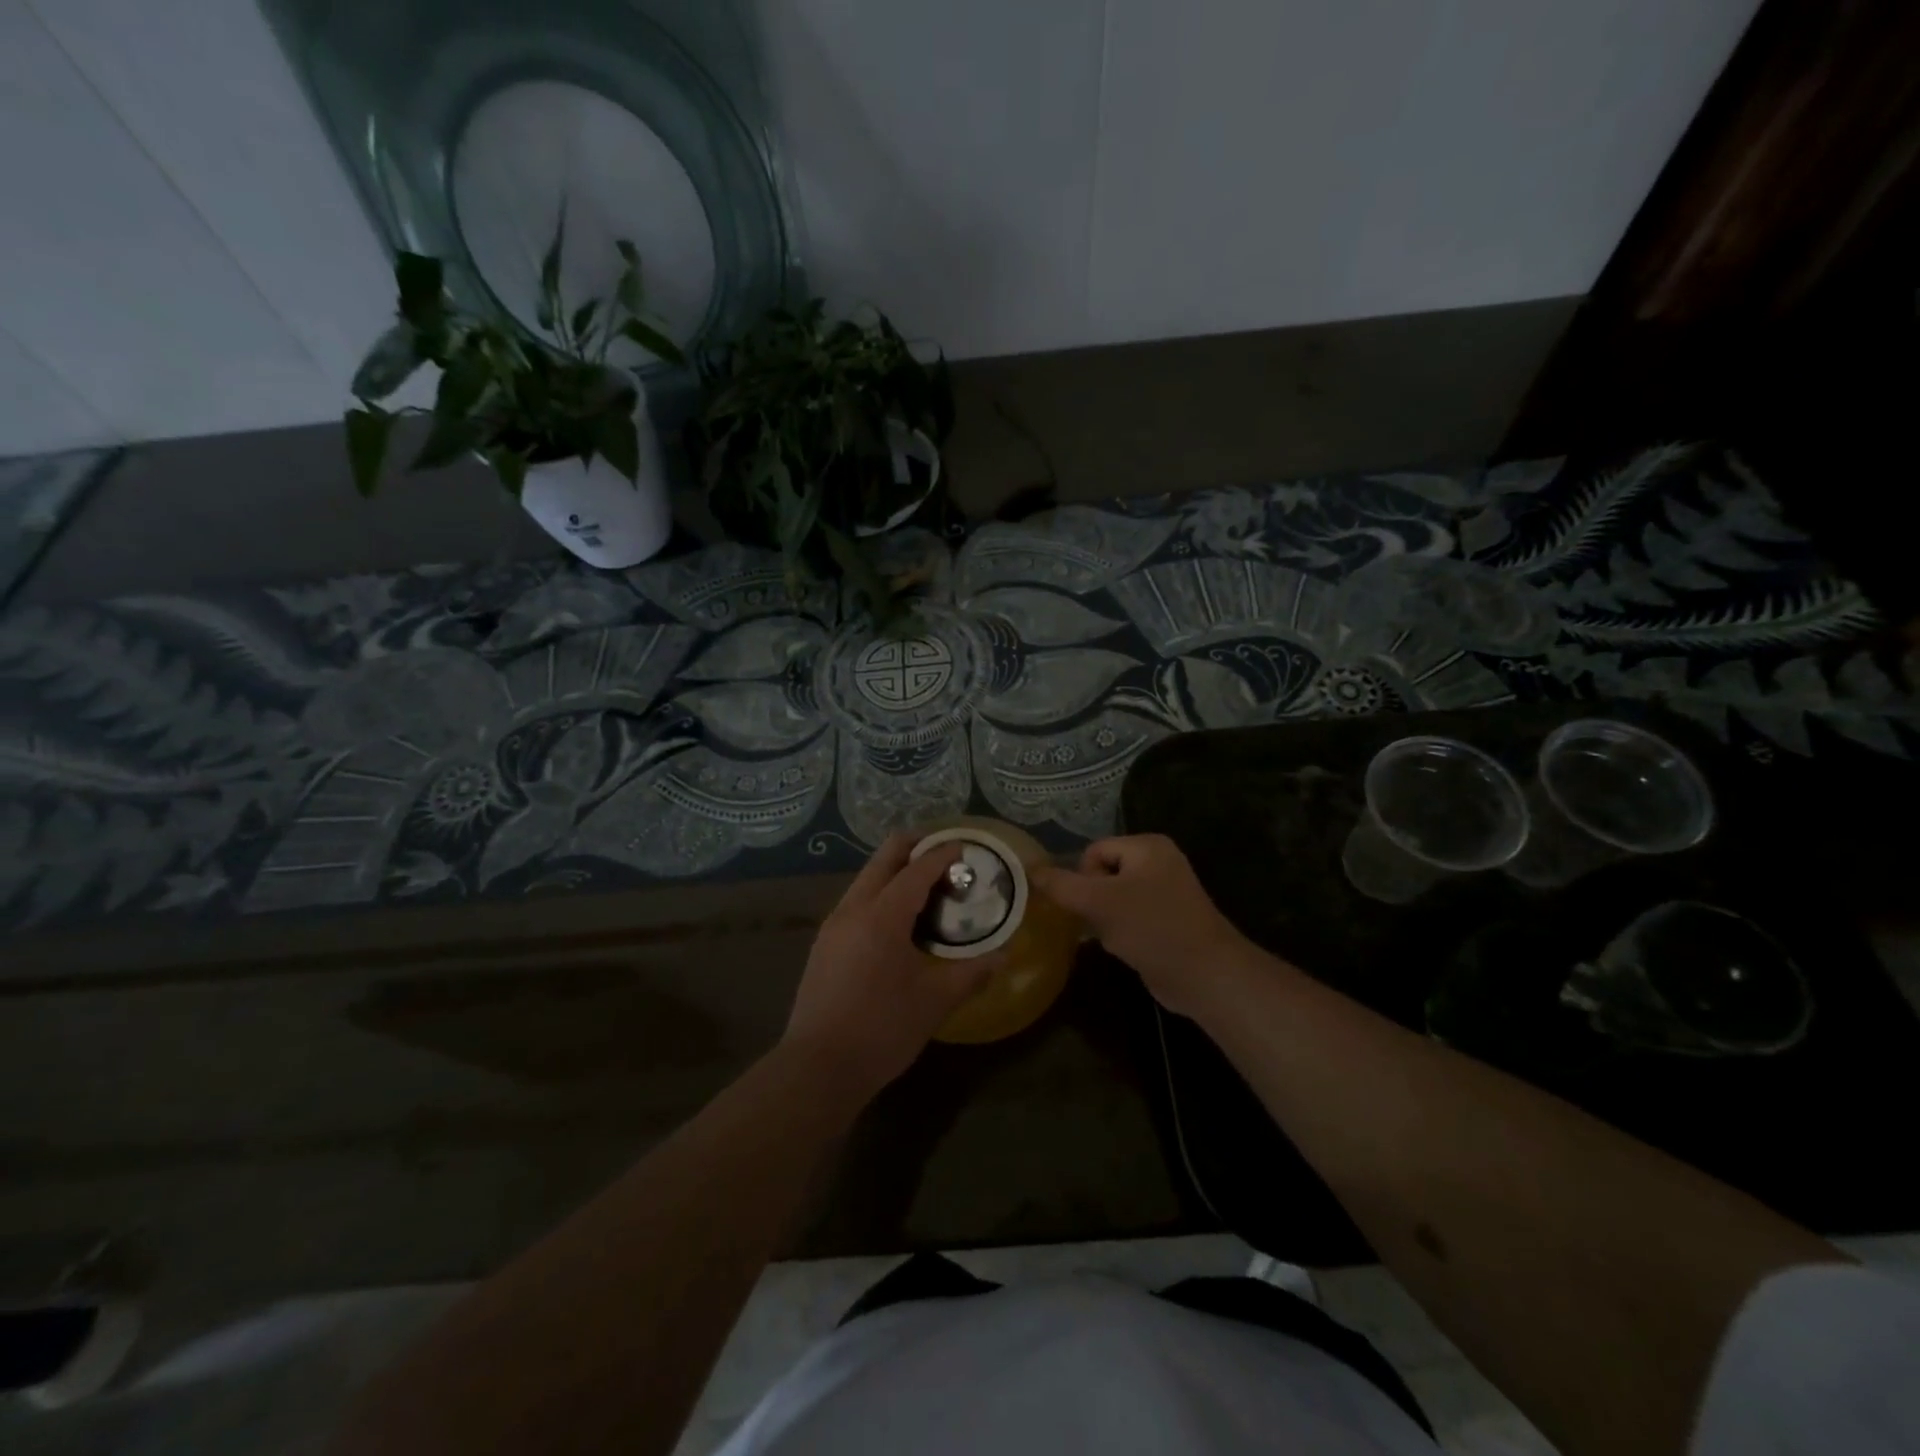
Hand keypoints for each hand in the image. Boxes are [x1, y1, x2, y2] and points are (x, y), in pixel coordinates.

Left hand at [782, 834, 997, 1104]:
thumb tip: (1005, 956)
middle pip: (883, 859)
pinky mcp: (824, 944)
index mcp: (882, 915)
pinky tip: (898, 919)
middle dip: (914, 847)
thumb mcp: (935, 1001)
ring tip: (926, 886)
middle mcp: (853, 909)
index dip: (942, 854)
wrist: (818, 1069)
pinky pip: (856, 901)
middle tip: (944, 853)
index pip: (916, 869)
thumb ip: (972, 973)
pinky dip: (880, 893)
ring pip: (866, 879)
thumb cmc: (882, 1029)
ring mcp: (833, 925)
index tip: (965, 846)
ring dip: (895, 871)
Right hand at [1033, 835, 1253, 1018]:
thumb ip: (1061, 885)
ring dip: (1105, 920)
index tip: (1090, 905)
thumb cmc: (1152, 928)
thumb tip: (1029, 868)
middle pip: (1102, 874)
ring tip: (1116, 938)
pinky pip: (1129, 918)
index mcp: (1148, 846)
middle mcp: (1158, 862)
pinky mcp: (1165, 921)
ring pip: (1112, 899)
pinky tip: (1125, 949)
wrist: (1204, 975)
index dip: (1083, 878)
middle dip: (1094, 902)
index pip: (1093, 851)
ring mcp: (1165, 893)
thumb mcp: (1099, 902)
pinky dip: (1121, 932)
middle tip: (1102, 923)